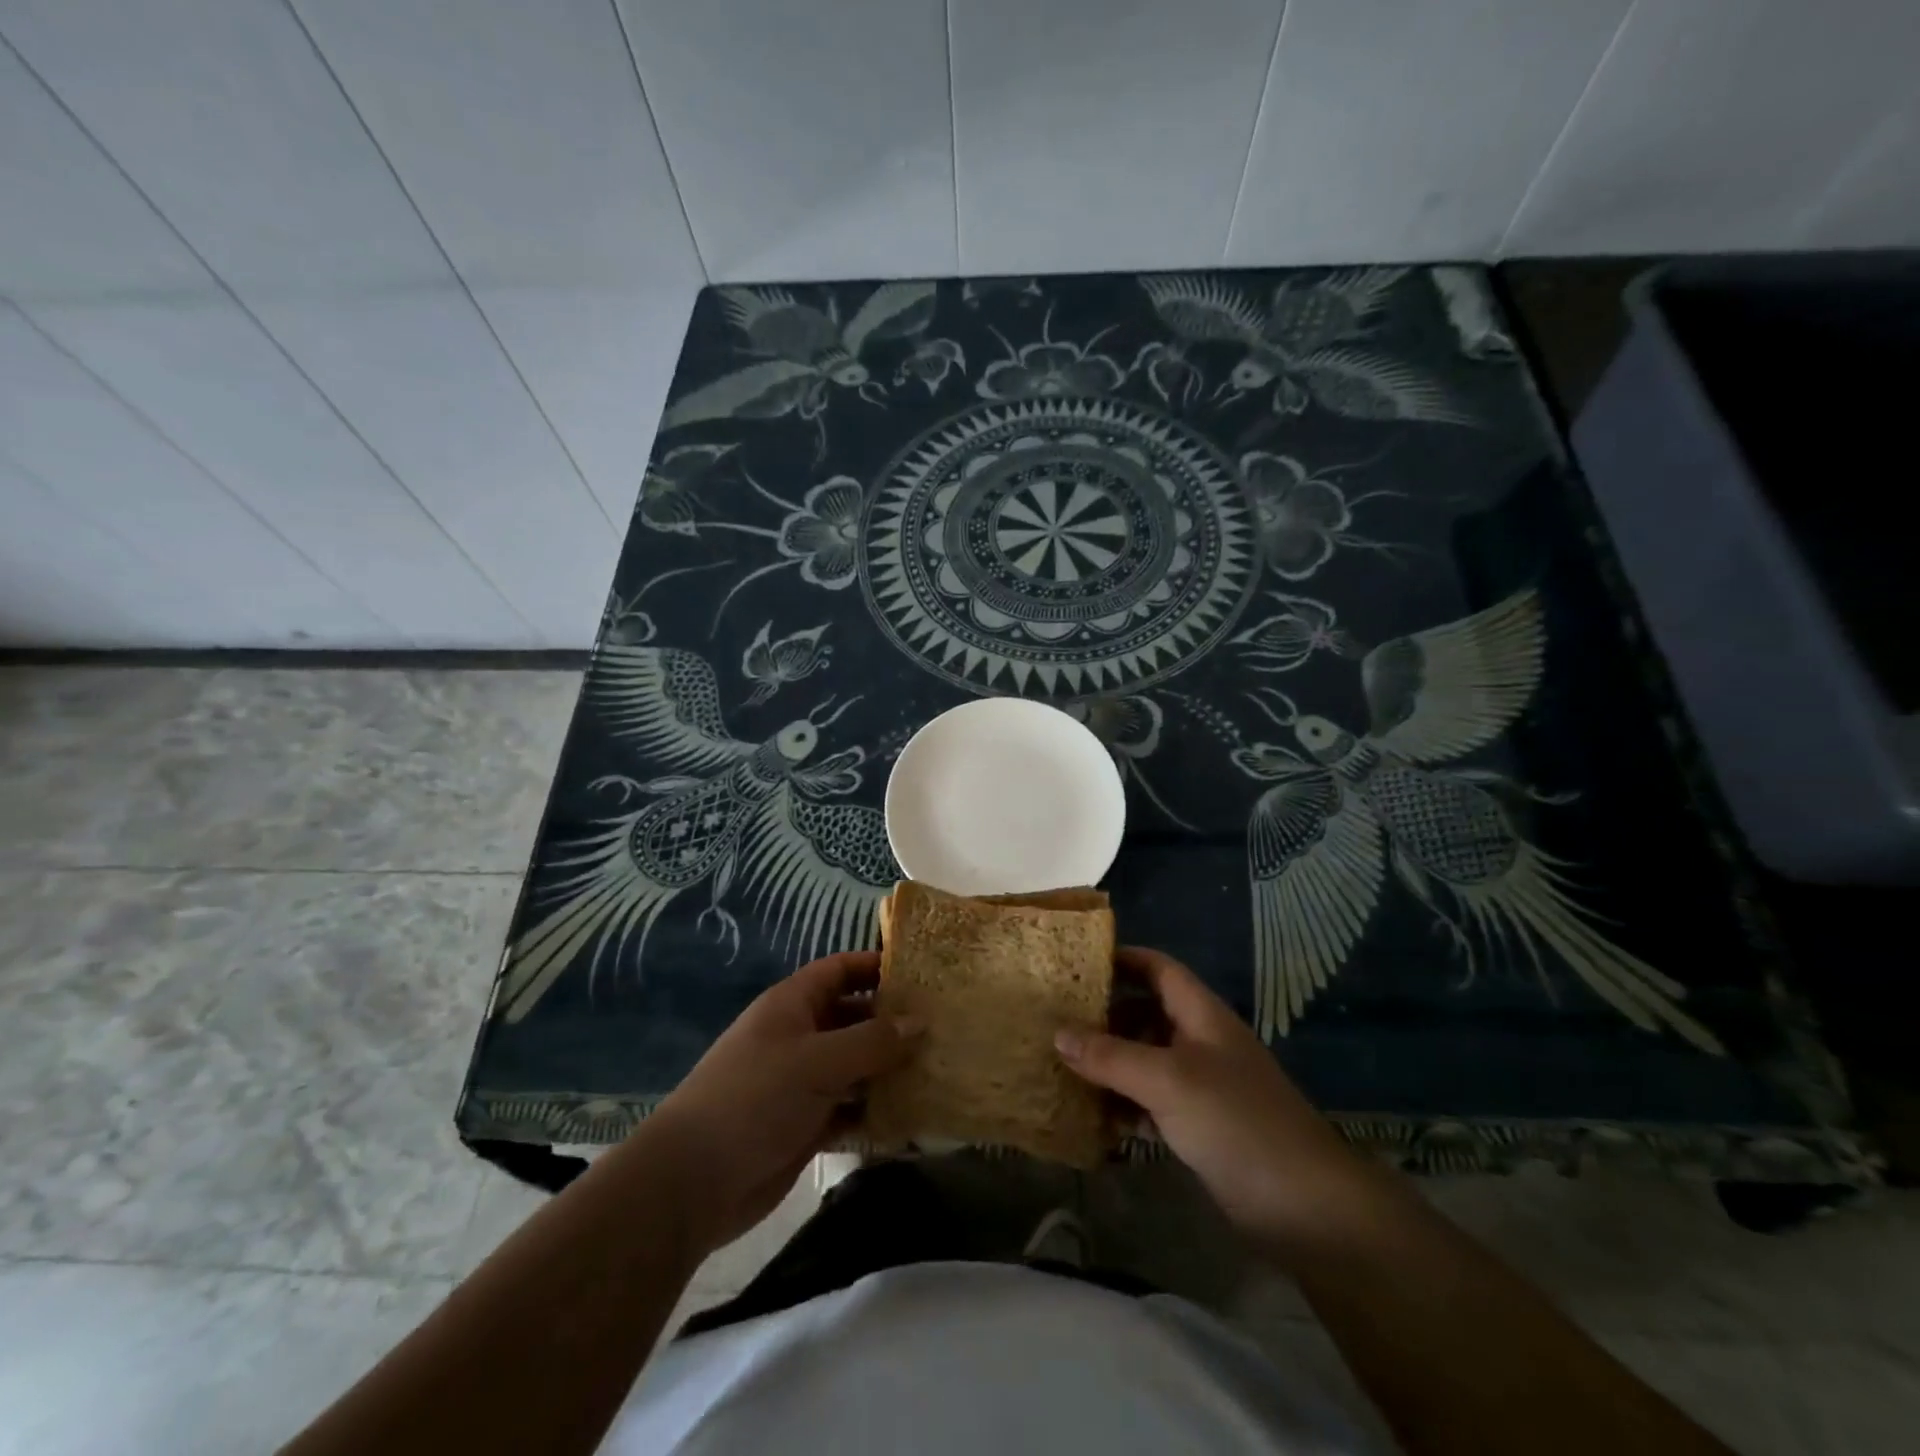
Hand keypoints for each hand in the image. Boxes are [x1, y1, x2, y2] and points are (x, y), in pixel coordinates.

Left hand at [645, 951, 922, 1252]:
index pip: (840, 970)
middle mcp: (798, 1036)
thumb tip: (921, 1021)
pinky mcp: (805, 1125)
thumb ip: (872, 1041)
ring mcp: (801, 1082)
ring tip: (937, 1068)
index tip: (921, 974)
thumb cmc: (755, 1099)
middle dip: (892, 1022)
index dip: (876, 966)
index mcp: (793, 1005)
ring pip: (854, 1065)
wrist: (693, 1181)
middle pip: (852, 1017)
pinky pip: (849, 1109)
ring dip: (888, 1069)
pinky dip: (874, 1111)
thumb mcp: (817, 1061)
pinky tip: (910, 1116)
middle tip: (942, 1027)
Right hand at [1055, 946, 1386, 1258]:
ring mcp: (1202, 1085)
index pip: (1158, 969)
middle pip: (1146, 1014)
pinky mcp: (1200, 1126)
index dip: (1122, 959)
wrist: (1306, 1206)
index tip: (1077, 963)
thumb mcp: (1167, 1080)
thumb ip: (1110, 1056)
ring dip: (1109, 1064)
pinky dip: (1123, 1104)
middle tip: (1057, 1021)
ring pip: (1145, 1060)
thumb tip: (1057, 1033)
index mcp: (1201, 1015)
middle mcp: (1200, 1042)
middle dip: (1104, 1017)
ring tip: (1062, 1068)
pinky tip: (1092, 1117)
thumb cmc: (1236, 1121)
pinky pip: (1151, 1102)